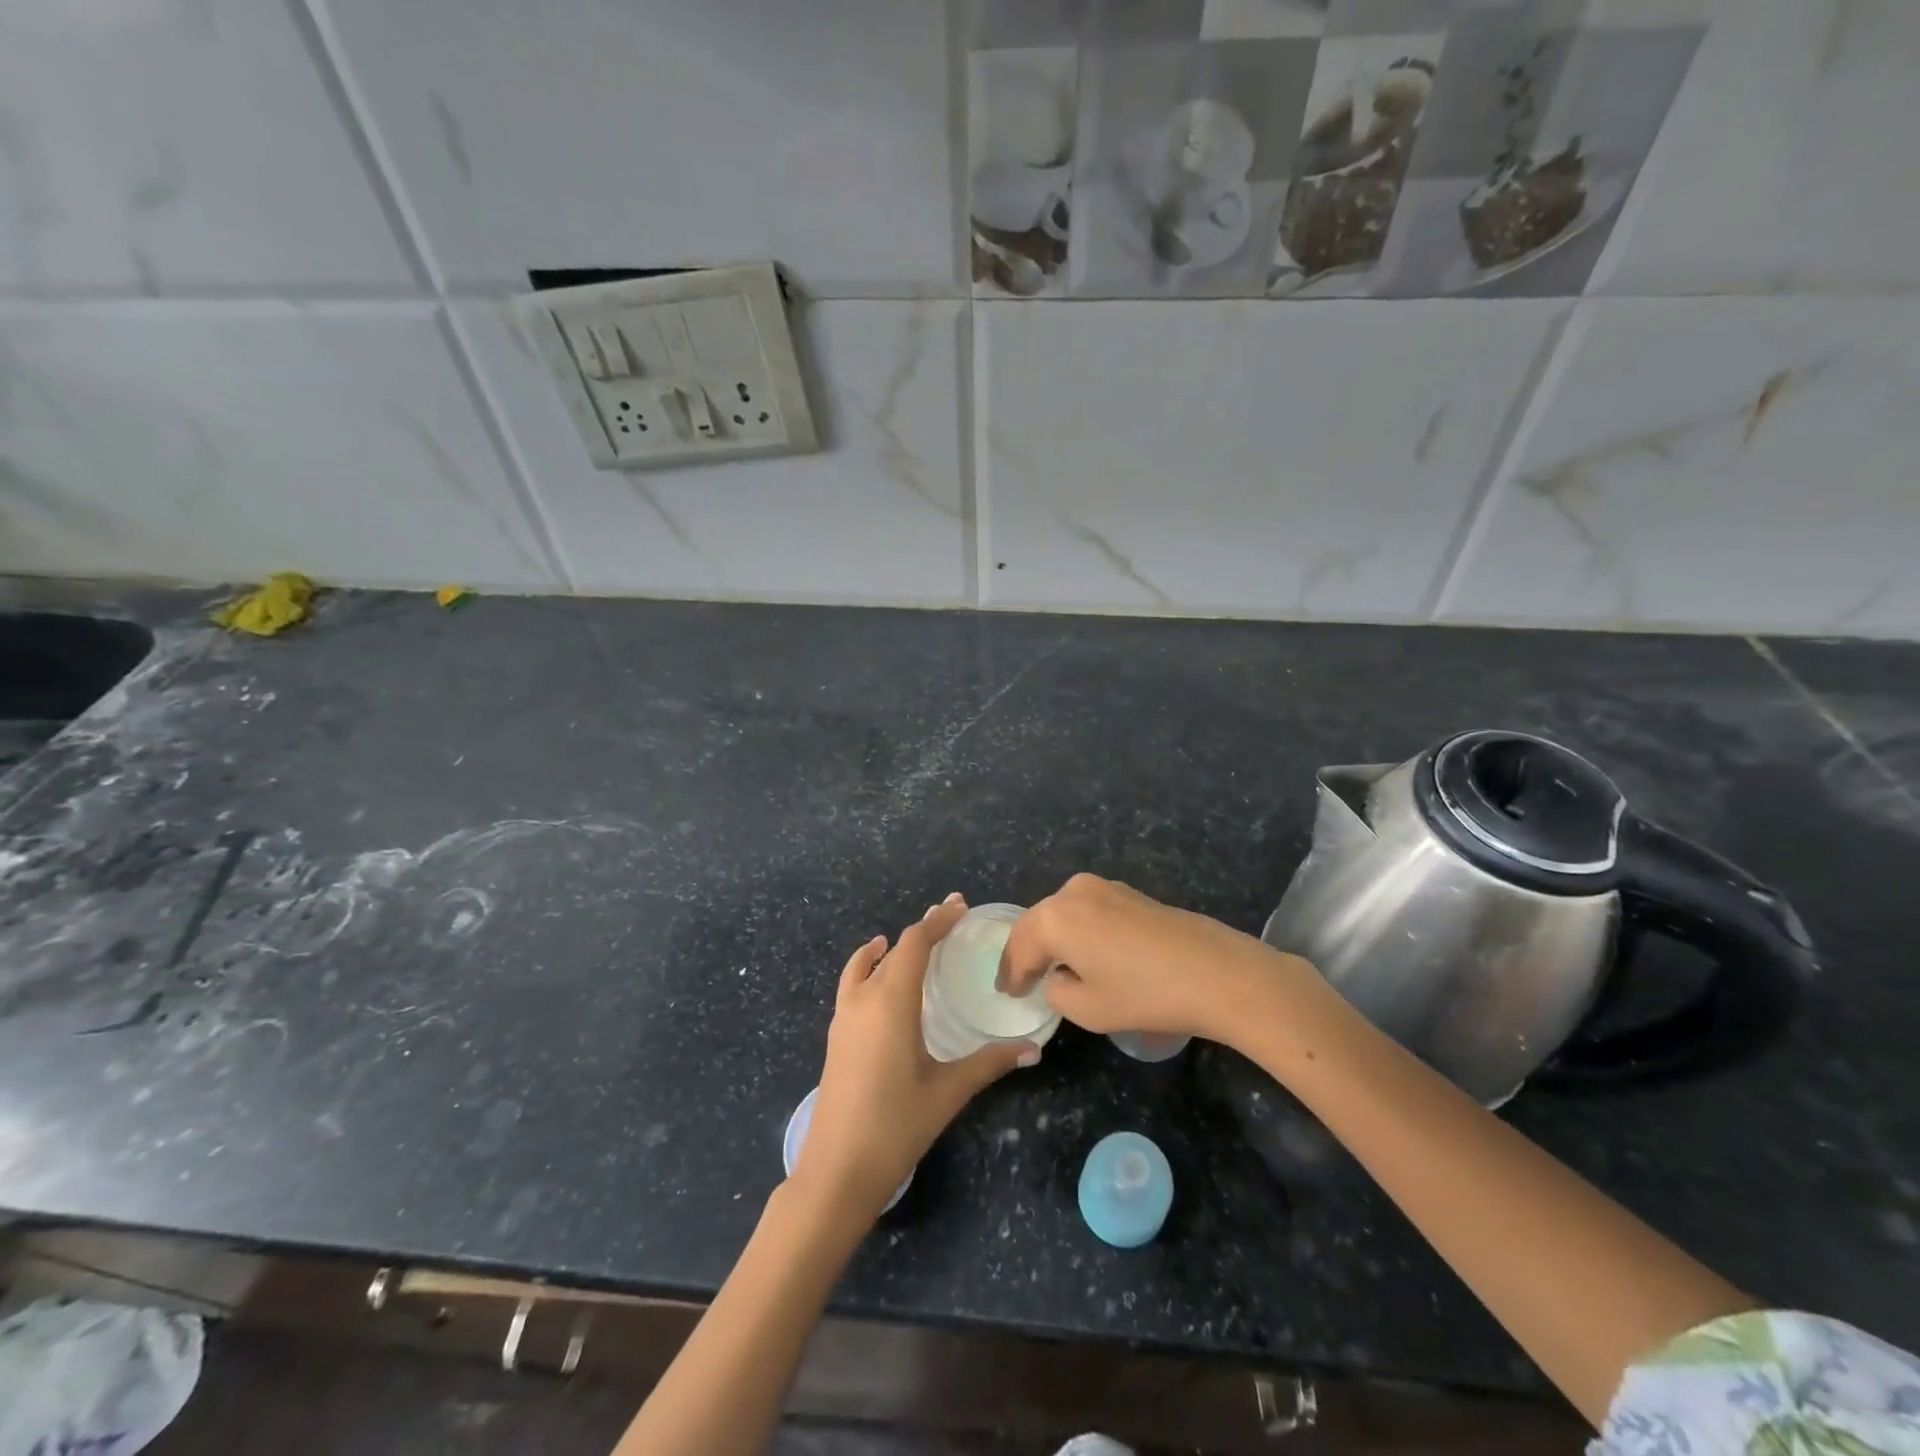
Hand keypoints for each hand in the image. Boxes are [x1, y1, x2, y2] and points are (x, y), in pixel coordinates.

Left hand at [794, 894, 1040, 1224]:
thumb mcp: (948, 1091)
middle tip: (952, 919)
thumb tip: (1033, 1048)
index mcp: (891, 1002)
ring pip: (869, 963)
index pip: (915, 943)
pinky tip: (877, 969)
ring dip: (894, 946)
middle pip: (894, 948)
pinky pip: (853, 982)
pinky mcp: (836, 1034)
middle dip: (923, 929)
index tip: (960, 906)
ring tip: (919, 938)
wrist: (836, 1170)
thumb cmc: (896, 1126)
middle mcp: (864, 998)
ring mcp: (844, 1016)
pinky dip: (868, 964)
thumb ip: (989, 1064)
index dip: (937, 920)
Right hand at [998, 873, 1302, 1045]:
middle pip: (1038, 923)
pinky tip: (1086, 953)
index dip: (1011, 974)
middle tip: (1021, 979)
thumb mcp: (1088, 1009)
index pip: (1020, 947)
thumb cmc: (1145, 994)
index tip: (1007, 993)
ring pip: (1063, 914)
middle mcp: (1072, 891)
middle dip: (1028, 951)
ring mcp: (1104, 887)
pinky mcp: (1129, 893)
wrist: (1217, 973)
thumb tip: (1059, 978)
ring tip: (1051, 967)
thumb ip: (1057, 992)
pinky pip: (1088, 912)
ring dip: (1054, 939)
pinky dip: (1079, 931)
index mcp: (1054, 916)